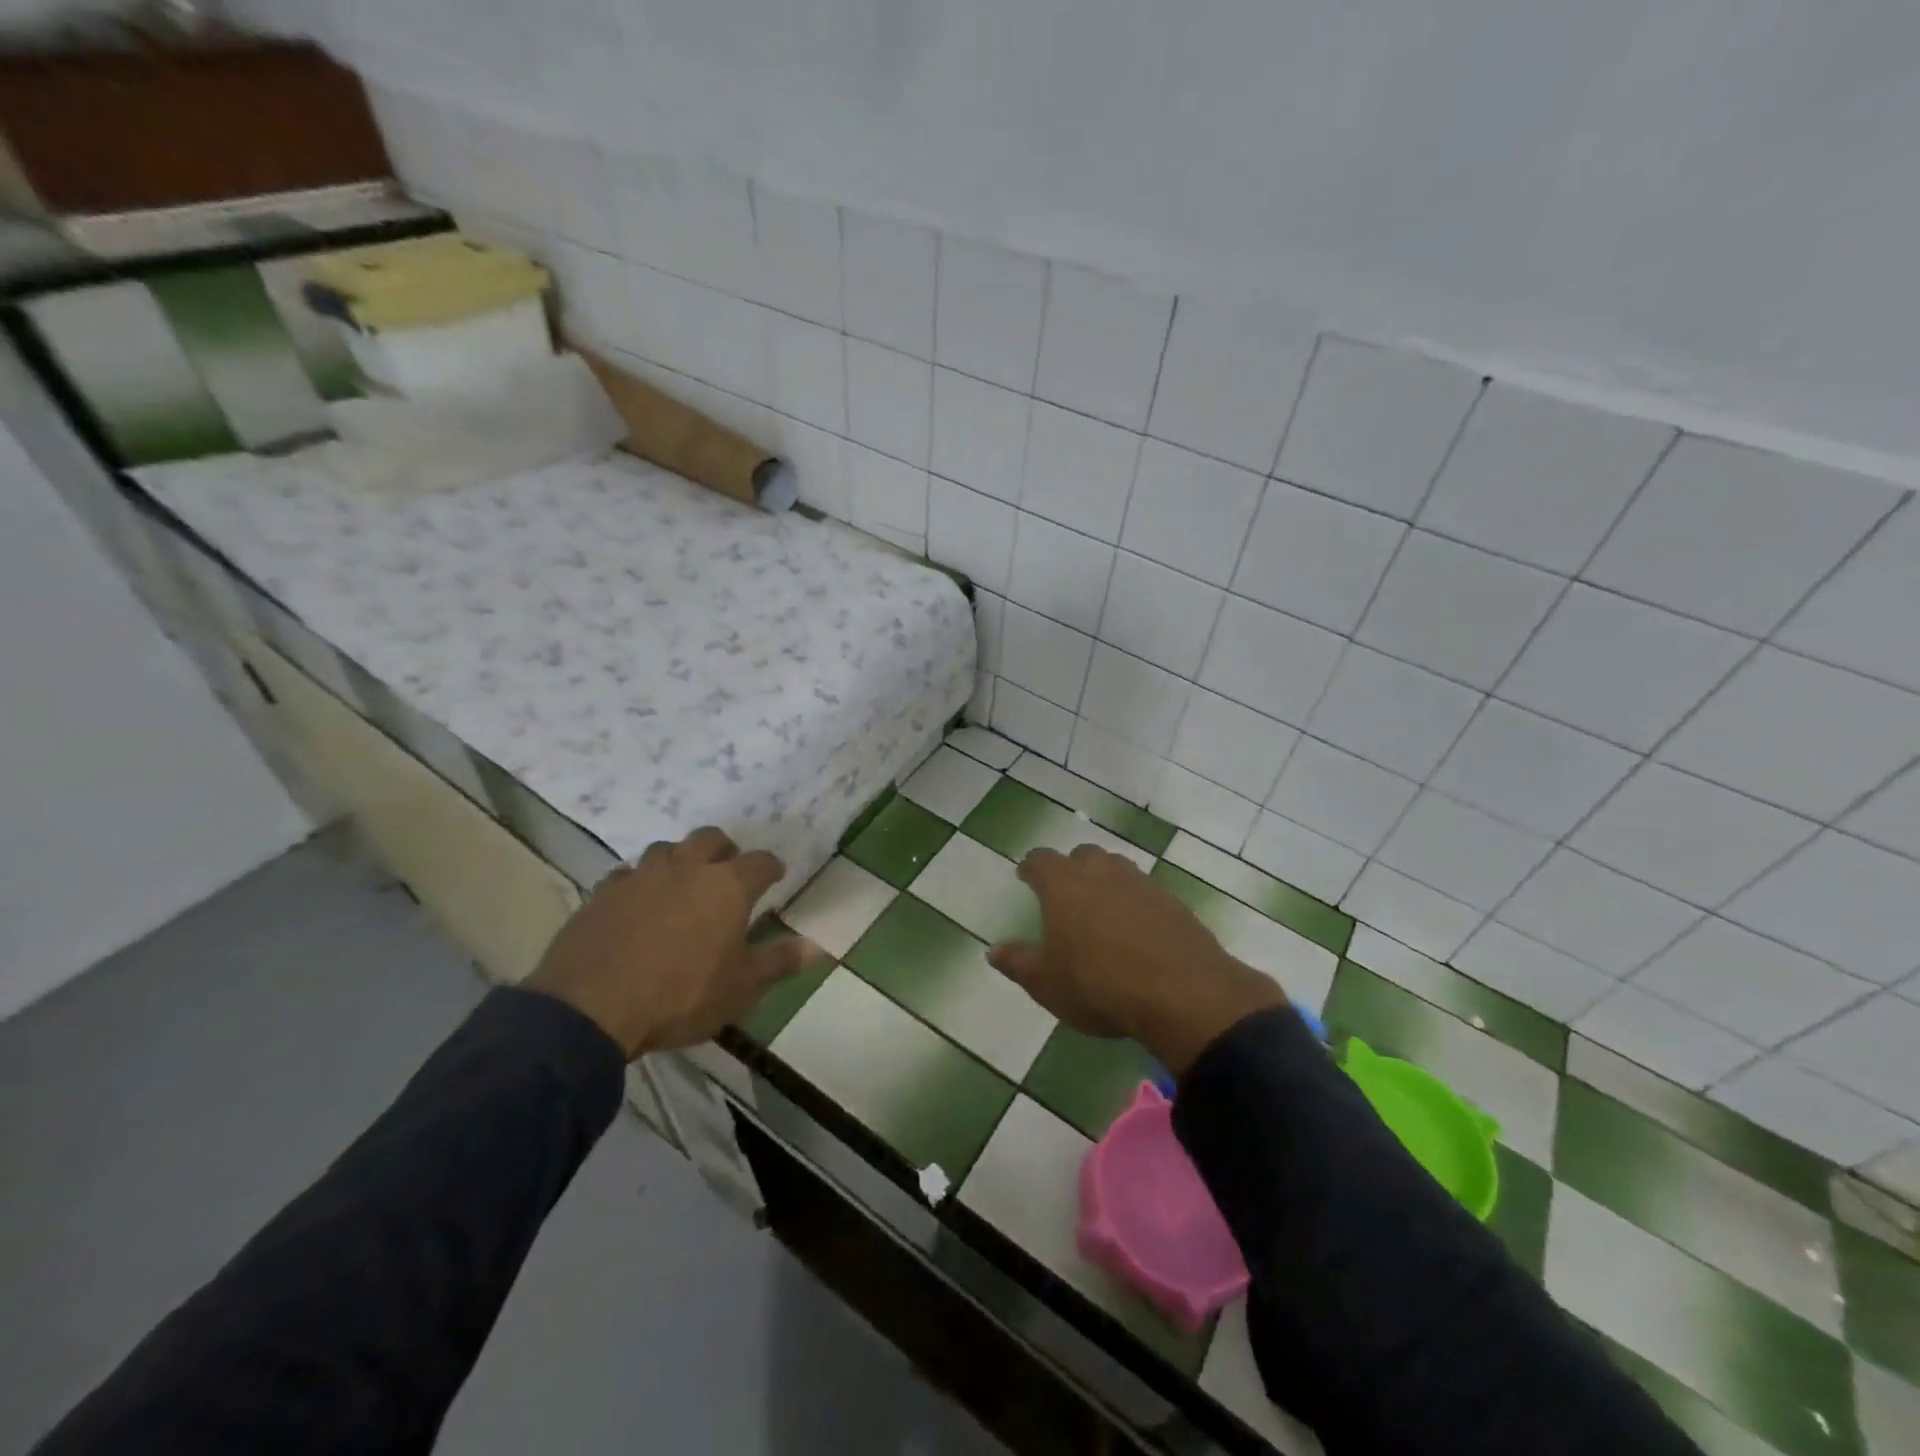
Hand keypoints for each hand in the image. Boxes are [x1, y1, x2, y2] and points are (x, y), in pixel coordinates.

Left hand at [525, 827, 816, 1058]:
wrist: (591, 1007)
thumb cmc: (681, 995)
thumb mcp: (741, 987)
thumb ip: (780, 961)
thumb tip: (821, 948)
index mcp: (727, 886)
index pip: (760, 862)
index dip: (771, 867)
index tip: (776, 876)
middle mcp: (686, 869)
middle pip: (710, 838)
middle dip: (724, 849)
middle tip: (727, 871)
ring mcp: (640, 877)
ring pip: (665, 849)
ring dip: (679, 860)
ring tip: (681, 883)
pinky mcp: (602, 893)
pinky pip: (626, 875)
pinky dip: (638, 884)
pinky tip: (636, 904)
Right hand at [987, 844, 1286, 1074]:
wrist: (1180, 993)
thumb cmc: (1097, 984)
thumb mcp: (1046, 982)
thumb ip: (1018, 963)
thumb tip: (993, 950)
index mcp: (1064, 884)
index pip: (1040, 860)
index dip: (1031, 867)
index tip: (1026, 876)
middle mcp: (1102, 872)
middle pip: (1083, 855)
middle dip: (1072, 868)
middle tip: (1066, 892)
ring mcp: (1142, 884)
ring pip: (1118, 868)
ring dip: (1106, 880)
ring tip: (1101, 908)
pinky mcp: (1173, 903)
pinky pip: (1146, 892)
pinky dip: (1136, 903)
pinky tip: (1137, 930)